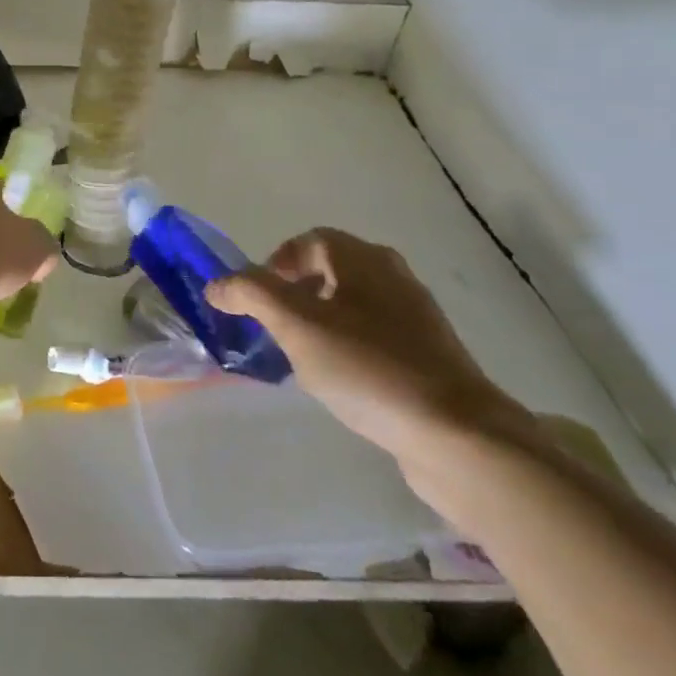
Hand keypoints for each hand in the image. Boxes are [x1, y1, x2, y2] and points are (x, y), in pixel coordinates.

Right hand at [206, 228, 529, 466]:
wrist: (458, 436)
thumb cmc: (368, 367)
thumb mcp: (296, 325)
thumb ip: (250, 295)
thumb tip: (216, 284)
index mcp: (365, 260)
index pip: (310, 240)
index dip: (276, 262)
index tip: (259, 301)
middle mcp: (394, 278)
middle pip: (330, 271)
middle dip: (295, 295)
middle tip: (276, 329)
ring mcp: (416, 320)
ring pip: (352, 306)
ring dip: (320, 323)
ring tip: (303, 360)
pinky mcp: (429, 358)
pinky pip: (374, 339)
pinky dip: (348, 349)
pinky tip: (342, 383)